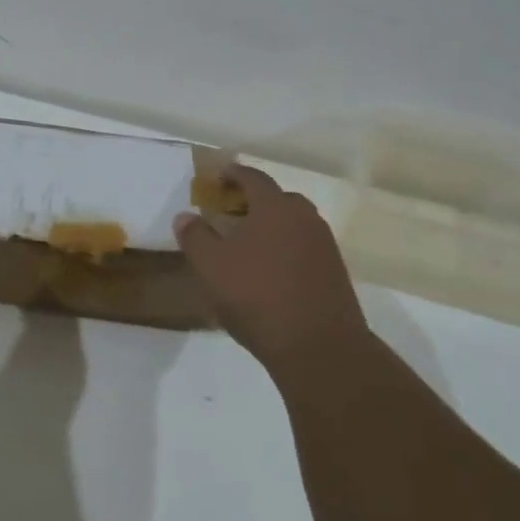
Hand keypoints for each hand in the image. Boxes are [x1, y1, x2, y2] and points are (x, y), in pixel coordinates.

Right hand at [174, 164, 367, 369]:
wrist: (319, 347)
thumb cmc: (257, 297)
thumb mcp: (210, 267)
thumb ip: (195, 237)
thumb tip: (185, 216)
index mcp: (275, 208)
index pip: (253, 178)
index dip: (233, 173)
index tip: (218, 176)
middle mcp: (305, 219)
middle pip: (278, 199)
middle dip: (254, 200)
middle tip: (231, 212)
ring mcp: (324, 246)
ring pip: (294, 224)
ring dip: (271, 226)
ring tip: (248, 244)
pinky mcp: (334, 273)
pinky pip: (304, 248)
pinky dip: (285, 249)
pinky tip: (269, 271)